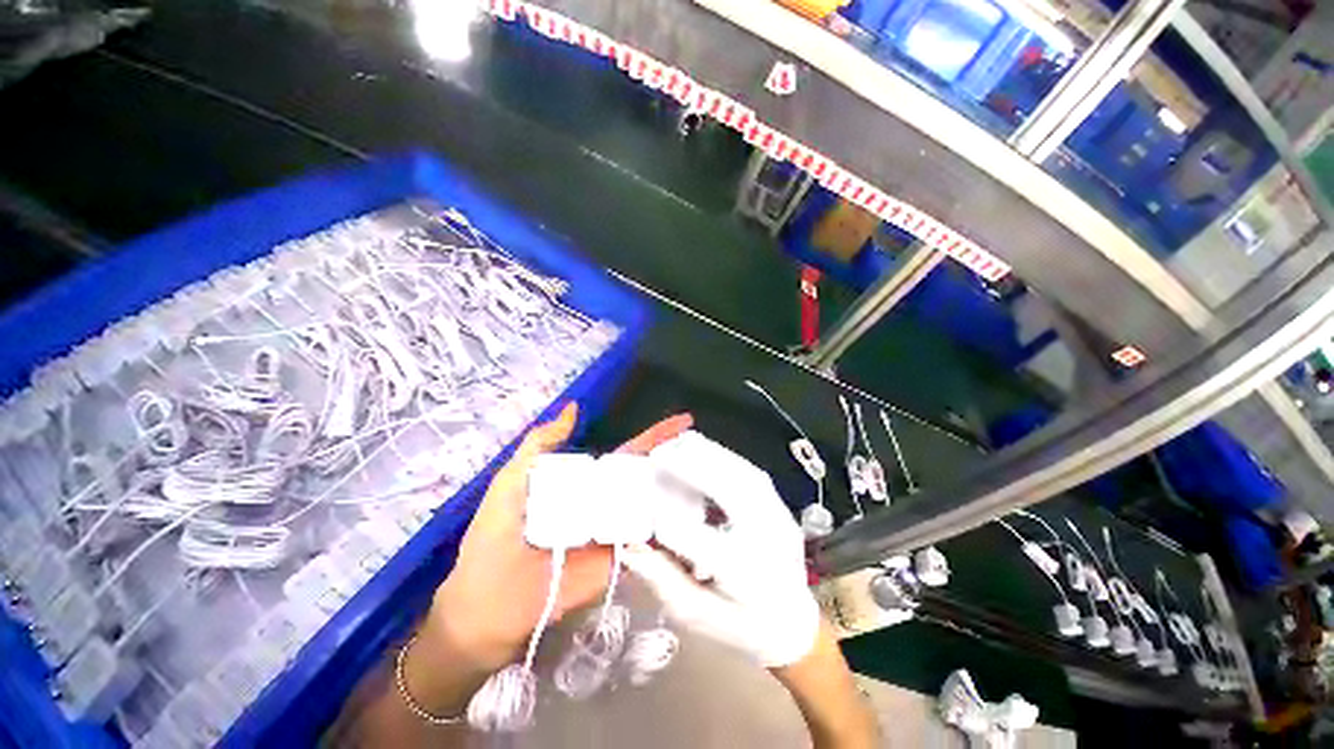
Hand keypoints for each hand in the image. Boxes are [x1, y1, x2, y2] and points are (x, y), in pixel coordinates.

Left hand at [428, 403, 693, 670]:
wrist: (486, 608)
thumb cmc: (495, 538)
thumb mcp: (512, 481)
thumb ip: (540, 444)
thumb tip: (573, 408)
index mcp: (586, 481)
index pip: (629, 453)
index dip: (655, 436)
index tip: (685, 421)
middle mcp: (606, 502)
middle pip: (648, 477)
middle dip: (678, 461)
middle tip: (708, 451)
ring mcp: (615, 532)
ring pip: (654, 506)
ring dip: (681, 493)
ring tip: (713, 477)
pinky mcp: (619, 561)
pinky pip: (648, 542)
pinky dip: (671, 530)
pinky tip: (696, 518)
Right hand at [623, 431, 820, 667]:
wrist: (793, 621)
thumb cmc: (741, 626)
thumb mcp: (696, 615)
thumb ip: (661, 579)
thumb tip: (628, 546)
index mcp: (742, 573)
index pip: (690, 533)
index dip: (659, 517)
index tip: (640, 512)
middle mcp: (764, 536)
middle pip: (722, 486)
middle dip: (684, 465)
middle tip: (654, 457)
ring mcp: (778, 514)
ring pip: (737, 468)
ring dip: (702, 452)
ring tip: (673, 448)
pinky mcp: (778, 502)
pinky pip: (745, 468)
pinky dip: (718, 455)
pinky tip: (699, 453)